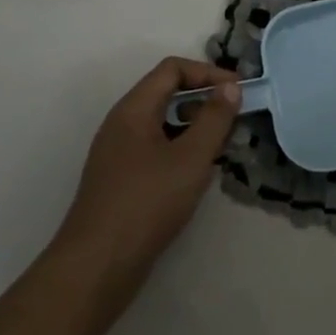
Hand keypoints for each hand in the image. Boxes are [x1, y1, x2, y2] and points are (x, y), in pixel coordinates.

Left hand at [52, 57, 241, 304]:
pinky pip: (155, 148)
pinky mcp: (121, 179)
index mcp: (133, 109)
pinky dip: (180, 149)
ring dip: (194, 126)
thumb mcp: (190, 159)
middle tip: (235, 119)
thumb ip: (214, 119)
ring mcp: (118, 152)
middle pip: (166, 93)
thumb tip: (230, 87)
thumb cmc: (147, 203)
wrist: (97, 265)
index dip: (207, 73)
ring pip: (162, 123)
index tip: (238, 92)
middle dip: (203, 99)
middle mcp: (122, 123)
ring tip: (222, 146)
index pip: (172, 69)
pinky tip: (198, 174)